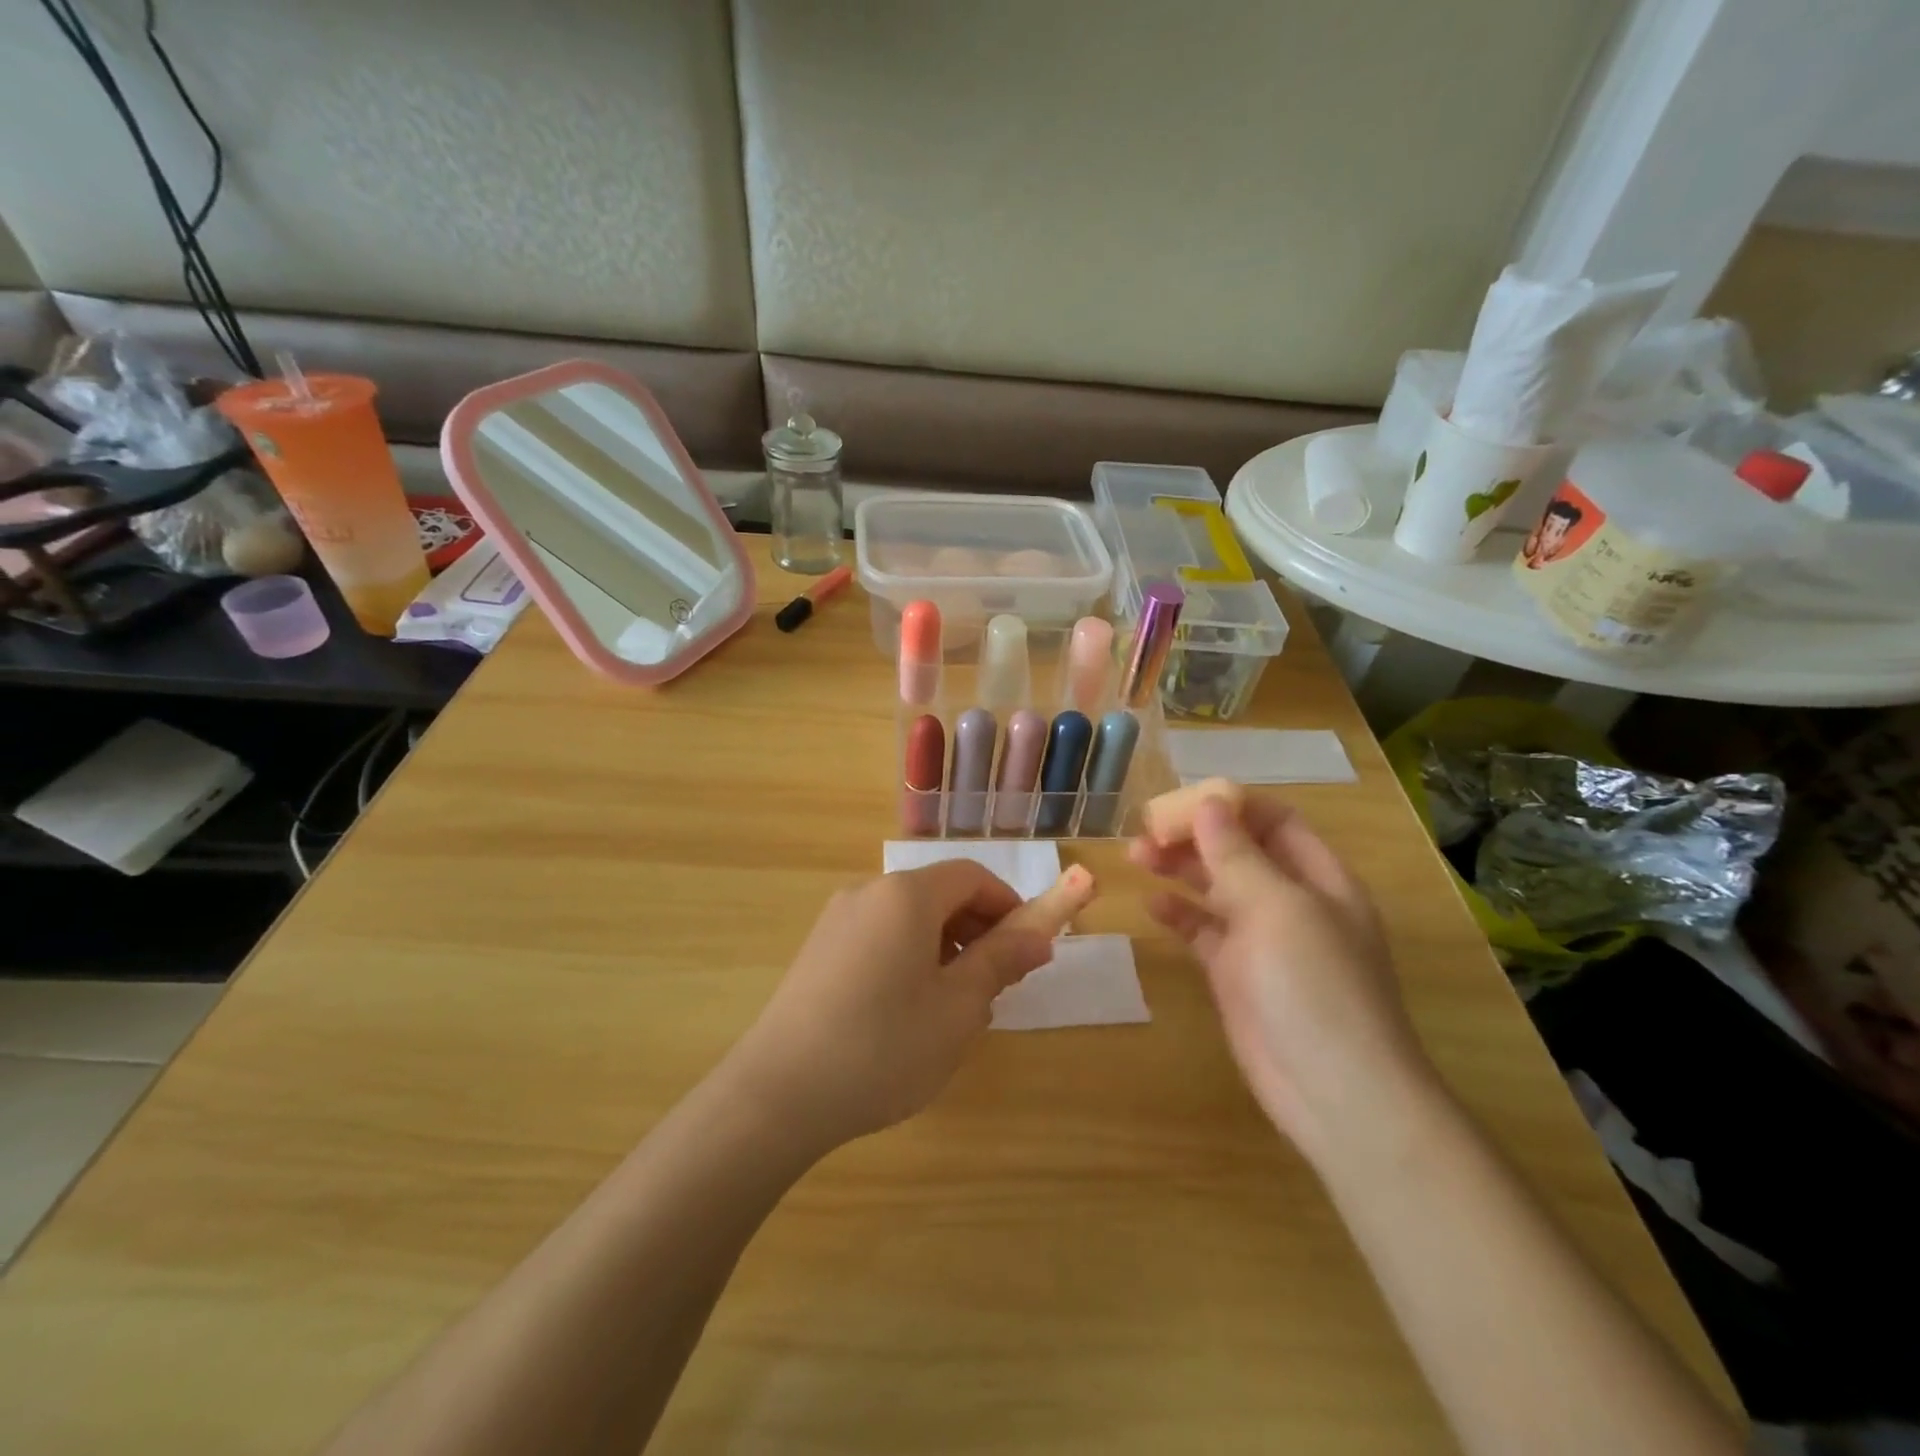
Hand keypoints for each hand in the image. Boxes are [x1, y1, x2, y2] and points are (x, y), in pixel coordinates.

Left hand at [727, 862, 1093, 1153]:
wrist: (779, 1093)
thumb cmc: (883, 1047)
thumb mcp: (958, 1008)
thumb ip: (1000, 961)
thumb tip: (1039, 935)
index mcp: (906, 895)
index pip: (971, 876)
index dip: (1008, 904)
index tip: (1026, 947)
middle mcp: (869, 892)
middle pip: (938, 892)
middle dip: (977, 928)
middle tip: (998, 982)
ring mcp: (837, 920)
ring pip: (909, 917)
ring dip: (945, 945)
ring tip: (956, 1005)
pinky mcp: (818, 949)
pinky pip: (880, 936)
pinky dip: (910, 955)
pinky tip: (910, 1011)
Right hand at [1131, 796, 1435, 1164]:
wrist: (1334, 1092)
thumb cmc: (1313, 985)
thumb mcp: (1276, 907)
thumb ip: (1236, 854)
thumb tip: (1209, 803)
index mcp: (1319, 878)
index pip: (1275, 821)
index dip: (1231, 806)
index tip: (1181, 801)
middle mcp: (1292, 902)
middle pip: (1240, 852)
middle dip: (1195, 836)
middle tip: (1145, 831)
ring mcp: (1264, 941)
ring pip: (1217, 889)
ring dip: (1180, 869)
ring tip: (1136, 856)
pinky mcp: (1237, 975)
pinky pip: (1204, 932)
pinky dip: (1179, 915)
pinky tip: (1152, 905)